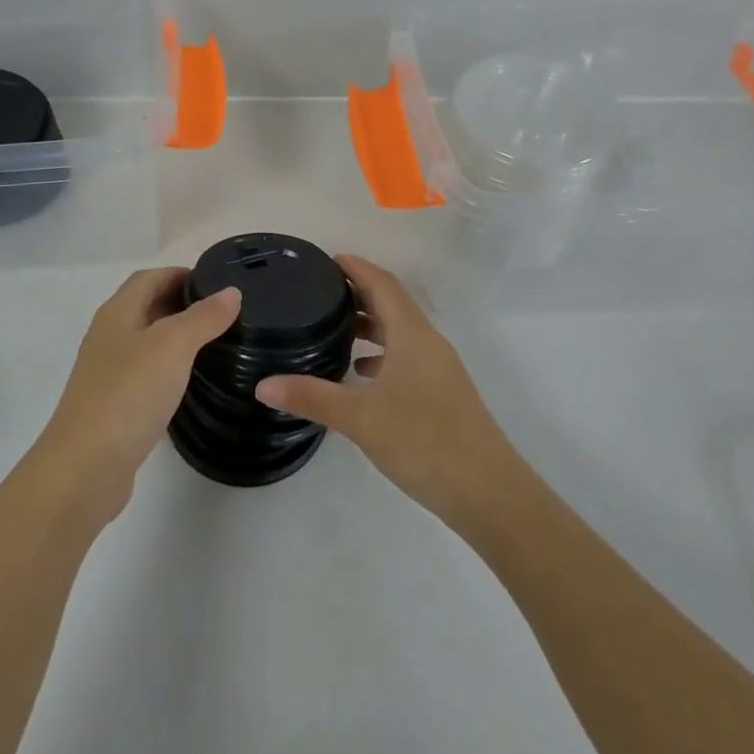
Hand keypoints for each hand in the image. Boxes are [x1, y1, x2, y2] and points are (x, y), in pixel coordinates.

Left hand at [32, 268, 240, 522]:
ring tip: (217, 347)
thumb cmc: (128, 393)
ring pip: (148, 346)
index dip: (179, 274)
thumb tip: (230, 292)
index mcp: (117, 313)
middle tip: (224, 315)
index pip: (148, 278)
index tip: (217, 283)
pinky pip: (146, 381)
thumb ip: (203, 317)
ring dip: (177, 342)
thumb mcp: (173, 346)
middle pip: (146, 308)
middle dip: (182, 305)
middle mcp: (109, 338)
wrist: (85, 468)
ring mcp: (108, 375)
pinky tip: (193, 390)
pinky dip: (169, 377)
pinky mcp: (114, 410)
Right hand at [255, 254, 520, 529]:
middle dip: (359, 292)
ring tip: (334, 329)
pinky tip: (361, 374)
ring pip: (401, 332)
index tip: (326, 260)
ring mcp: (439, 369)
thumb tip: (262, 384)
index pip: (383, 284)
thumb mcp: (361, 419)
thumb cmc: (425, 442)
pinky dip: (382, 353)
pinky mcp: (443, 393)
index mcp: (412, 335)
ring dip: (371, 324)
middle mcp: (428, 343)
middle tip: (319, 292)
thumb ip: (311, 397)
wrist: (490, 494)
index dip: (357, 267)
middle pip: (392, 303)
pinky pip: (407, 356)